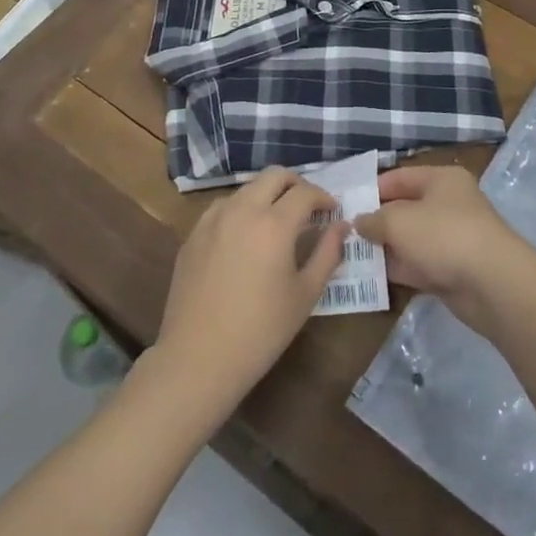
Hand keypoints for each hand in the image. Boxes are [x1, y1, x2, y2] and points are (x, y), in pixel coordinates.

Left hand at [152, 167, 346, 420]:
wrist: (197, 359)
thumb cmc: (260, 331)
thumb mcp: (304, 295)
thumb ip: (327, 254)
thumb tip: (342, 226)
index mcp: (274, 223)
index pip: (305, 192)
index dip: (324, 197)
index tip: (333, 212)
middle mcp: (243, 210)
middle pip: (274, 176)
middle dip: (296, 184)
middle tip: (308, 207)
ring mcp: (213, 219)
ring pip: (247, 188)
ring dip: (267, 195)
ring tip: (277, 221)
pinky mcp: (194, 233)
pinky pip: (223, 206)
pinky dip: (241, 209)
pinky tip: (244, 235)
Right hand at [353, 166, 530, 330]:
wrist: (493, 285)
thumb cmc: (444, 236)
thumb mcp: (399, 221)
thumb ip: (374, 220)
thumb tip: (358, 222)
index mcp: (441, 179)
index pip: (399, 177)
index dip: (372, 189)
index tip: (345, 204)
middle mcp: (448, 204)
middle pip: (404, 208)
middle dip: (376, 221)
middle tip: (342, 233)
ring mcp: (451, 238)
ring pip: (410, 239)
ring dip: (384, 247)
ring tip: (349, 255)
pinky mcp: (452, 269)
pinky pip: (418, 264)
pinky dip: (398, 268)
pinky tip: (371, 276)